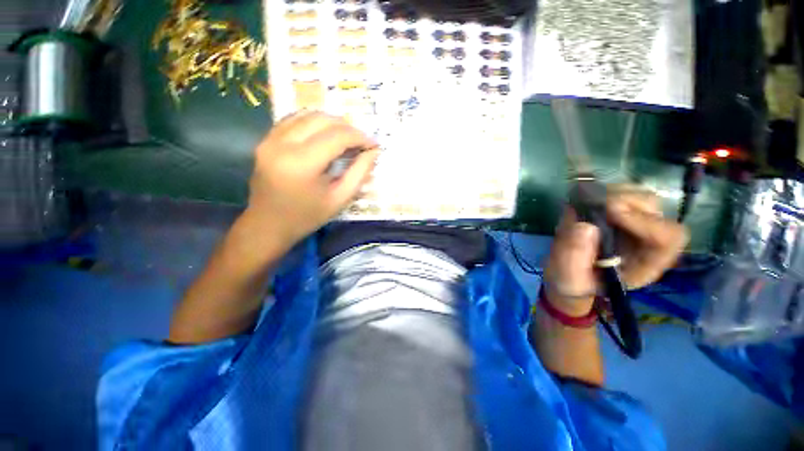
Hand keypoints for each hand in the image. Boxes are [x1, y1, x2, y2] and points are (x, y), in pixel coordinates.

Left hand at [246, 111, 377, 243]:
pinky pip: (293, 120)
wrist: (268, 225)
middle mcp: (283, 144)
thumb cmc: (307, 217)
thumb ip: (359, 173)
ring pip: (307, 115)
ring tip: (346, 138)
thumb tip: (373, 152)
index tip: (373, 145)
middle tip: (361, 142)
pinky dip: (314, 123)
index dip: (360, 137)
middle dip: (348, 127)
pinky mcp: (265, 140)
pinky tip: (324, 135)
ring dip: (332, 122)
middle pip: (323, 120)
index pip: (338, 136)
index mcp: (302, 163)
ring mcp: (270, 139)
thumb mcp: (340, 199)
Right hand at [542, 188, 688, 315]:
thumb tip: (584, 226)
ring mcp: (633, 223)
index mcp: (645, 263)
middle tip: (591, 205)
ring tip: (584, 204)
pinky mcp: (617, 212)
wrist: (569, 274)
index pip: (668, 237)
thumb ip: (573, 258)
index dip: (643, 220)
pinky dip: (601, 190)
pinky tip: (582, 201)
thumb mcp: (569, 278)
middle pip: (653, 208)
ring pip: (639, 195)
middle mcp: (646, 239)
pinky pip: (619, 191)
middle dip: (623, 201)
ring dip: (610, 193)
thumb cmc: (573, 281)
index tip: (609, 212)